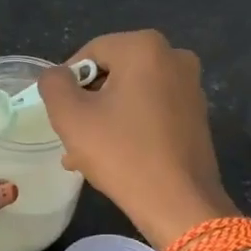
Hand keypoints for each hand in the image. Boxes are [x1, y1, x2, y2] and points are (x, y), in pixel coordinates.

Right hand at [38, 30, 236, 248]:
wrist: (179, 204)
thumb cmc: (121, 153)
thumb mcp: (70, 116)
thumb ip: (53, 84)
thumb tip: (58, 76)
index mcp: (144, 47)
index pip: (89, 53)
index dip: (67, 83)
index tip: (61, 116)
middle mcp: (174, 57)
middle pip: (112, 73)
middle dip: (87, 103)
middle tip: (72, 138)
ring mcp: (190, 86)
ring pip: (130, 95)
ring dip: (105, 119)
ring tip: (86, 154)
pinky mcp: (197, 114)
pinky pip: (151, 111)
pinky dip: (130, 127)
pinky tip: (115, 157)